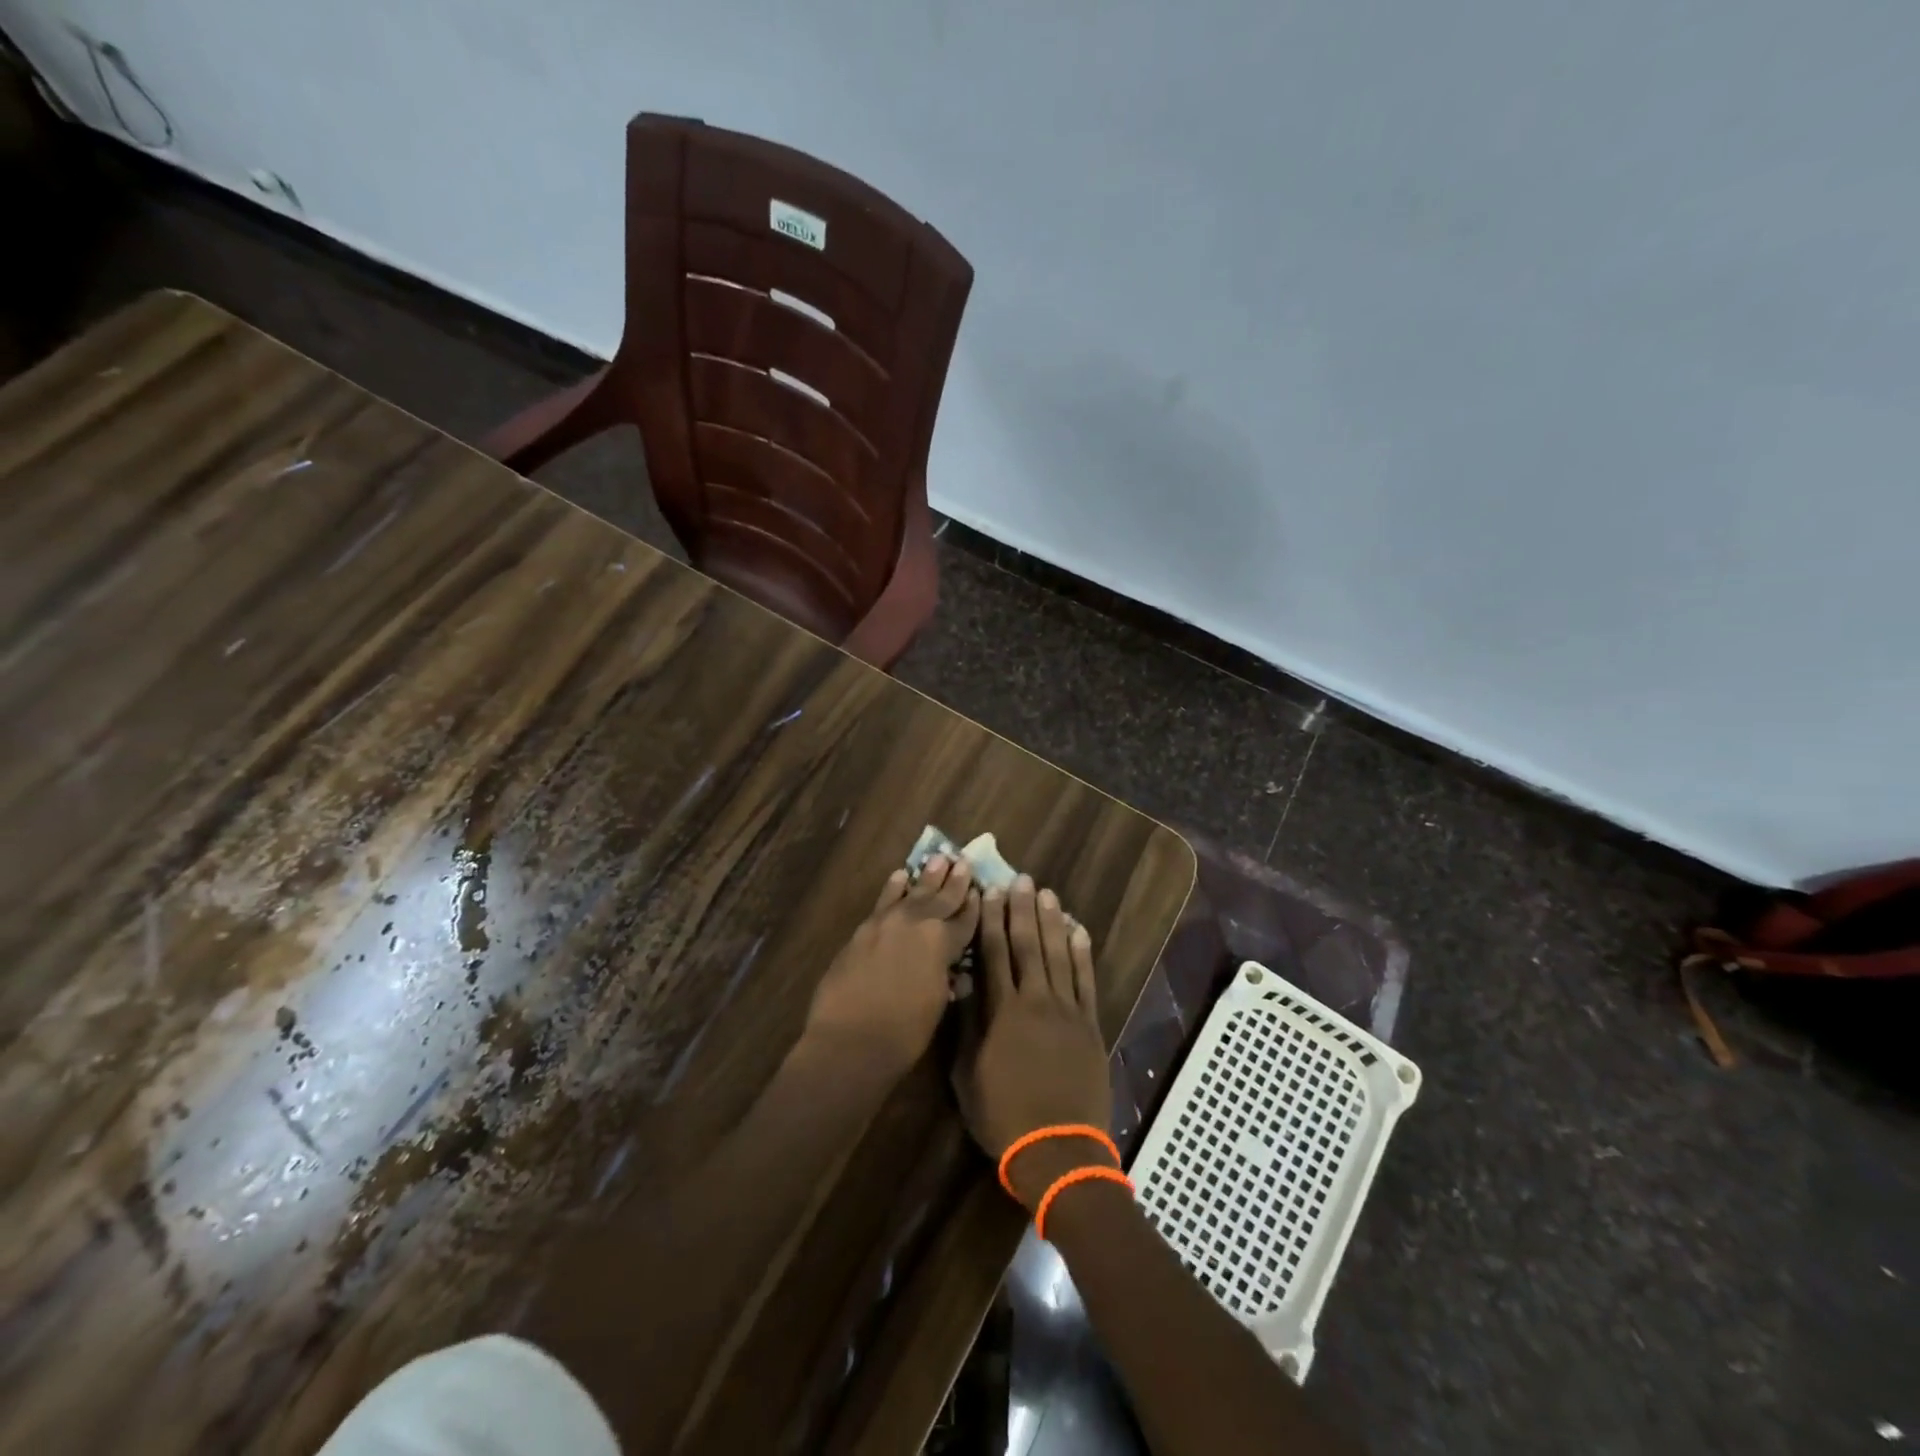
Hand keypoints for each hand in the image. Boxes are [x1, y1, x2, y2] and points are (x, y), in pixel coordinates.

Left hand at [804, 854, 979, 1077]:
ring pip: (912, 892)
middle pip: (941, 897)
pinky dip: (894, 888)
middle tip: (964, 861)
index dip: (975, 906)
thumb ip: (946, 978)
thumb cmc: (904, 1033)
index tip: (982, 890)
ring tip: (939, 858)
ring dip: (927, 877)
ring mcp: (887, 922)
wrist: (849, 1040)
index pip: (966, 920)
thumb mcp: (937, 1005)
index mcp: (943, 942)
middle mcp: (918, 923)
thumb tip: (954, 971)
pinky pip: (884, 901)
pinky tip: (900, 876)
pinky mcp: (864, 929)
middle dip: (955, 881)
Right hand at [955, 875, 1113, 1209]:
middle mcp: (1035, 1001)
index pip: (993, 954)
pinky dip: (1082, 953)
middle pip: (1027, 945)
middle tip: (1020, 878)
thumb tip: (963, 984)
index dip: (990, 920)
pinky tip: (1079, 930)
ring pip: (1058, 955)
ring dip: (1051, 922)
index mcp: (1002, 1012)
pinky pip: (1086, 981)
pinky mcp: (1090, 1025)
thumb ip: (965, 1026)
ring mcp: (1067, 1011)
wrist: (1058, 1149)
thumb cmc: (1003, 1116)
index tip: (989, 892)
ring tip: (1046, 894)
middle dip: (1022, 910)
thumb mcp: (967, 1075)